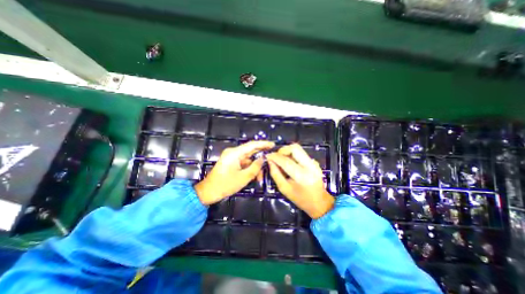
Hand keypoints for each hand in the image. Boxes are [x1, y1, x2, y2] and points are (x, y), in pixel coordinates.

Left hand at [193, 141, 275, 204]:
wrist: (209, 191)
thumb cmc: (225, 185)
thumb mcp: (244, 177)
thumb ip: (255, 166)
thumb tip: (263, 158)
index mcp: (235, 153)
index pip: (252, 145)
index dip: (263, 144)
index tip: (273, 144)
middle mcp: (233, 152)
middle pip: (251, 151)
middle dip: (261, 157)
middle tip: (271, 159)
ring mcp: (232, 157)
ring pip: (248, 159)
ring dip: (255, 166)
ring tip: (260, 177)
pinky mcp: (231, 162)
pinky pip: (244, 163)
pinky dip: (249, 168)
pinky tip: (254, 176)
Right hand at [268, 144, 333, 218]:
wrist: (320, 202)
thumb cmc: (300, 199)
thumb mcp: (284, 188)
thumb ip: (275, 173)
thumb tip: (270, 161)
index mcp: (301, 176)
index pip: (285, 160)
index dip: (274, 156)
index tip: (267, 156)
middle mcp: (309, 166)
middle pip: (294, 148)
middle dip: (282, 150)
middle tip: (276, 157)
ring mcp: (314, 163)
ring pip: (298, 149)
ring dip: (287, 152)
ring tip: (282, 160)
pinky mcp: (314, 162)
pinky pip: (301, 153)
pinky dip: (293, 155)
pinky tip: (290, 164)